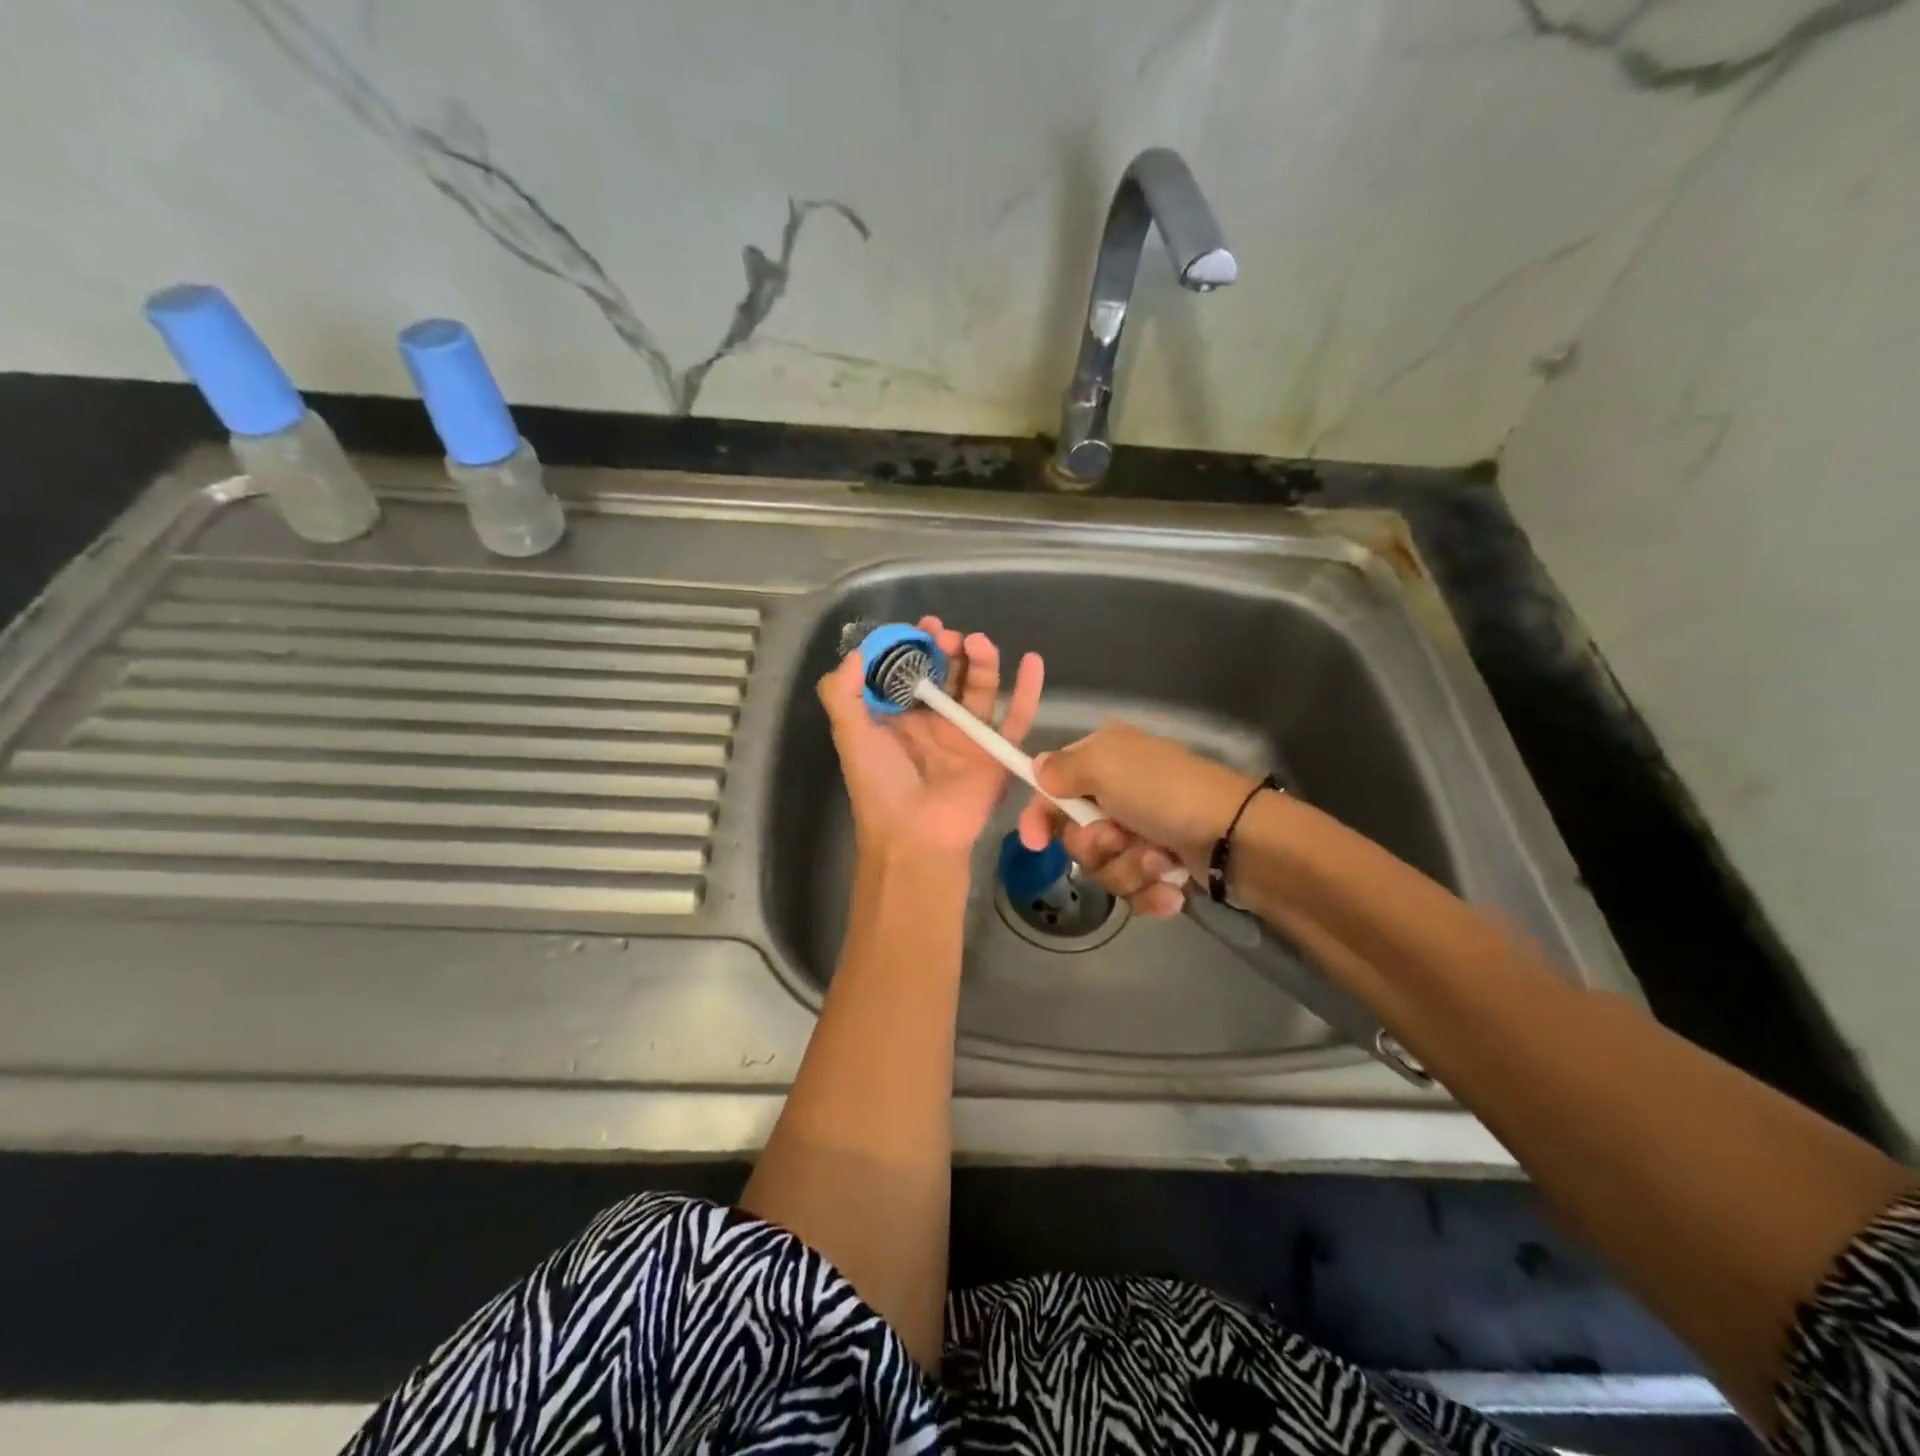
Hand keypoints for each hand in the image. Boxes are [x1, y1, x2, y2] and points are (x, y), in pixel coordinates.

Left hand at [819, 617, 1043, 860]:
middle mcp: (935, 722)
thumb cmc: (880, 784)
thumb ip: (843, 694)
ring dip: (982, 662)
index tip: (923, 627)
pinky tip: (1032, 661)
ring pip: (981, 689)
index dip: (917, 647)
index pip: (913, 671)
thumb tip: (857, 653)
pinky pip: (1016, 717)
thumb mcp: (851, 736)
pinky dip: (1028, 690)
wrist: (914, 835)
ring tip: (978, 643)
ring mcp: (968, 736)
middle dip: (951, 649)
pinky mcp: (995, 751)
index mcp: (901, 718)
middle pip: (950, 674)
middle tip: (950, 637)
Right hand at [1015, 723, 1257, 916]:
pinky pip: (1132, 890)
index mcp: (1105, 761)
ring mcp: (1143, 833)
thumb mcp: (1107, 766)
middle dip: (1096, 846)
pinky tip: (1172, 889)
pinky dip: (1150, 892)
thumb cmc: (1166, 795)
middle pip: (1075, 836)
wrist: (1239, 840)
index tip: (1034, 842)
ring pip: (1103, 868)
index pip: (1053, 789)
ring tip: (1161, 862)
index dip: (1039, 817)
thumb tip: (1037, 768)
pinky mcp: (1162, 868)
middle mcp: (1119, 794)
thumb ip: (1063, 768)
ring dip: (1129, 870)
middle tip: (1121, 837)